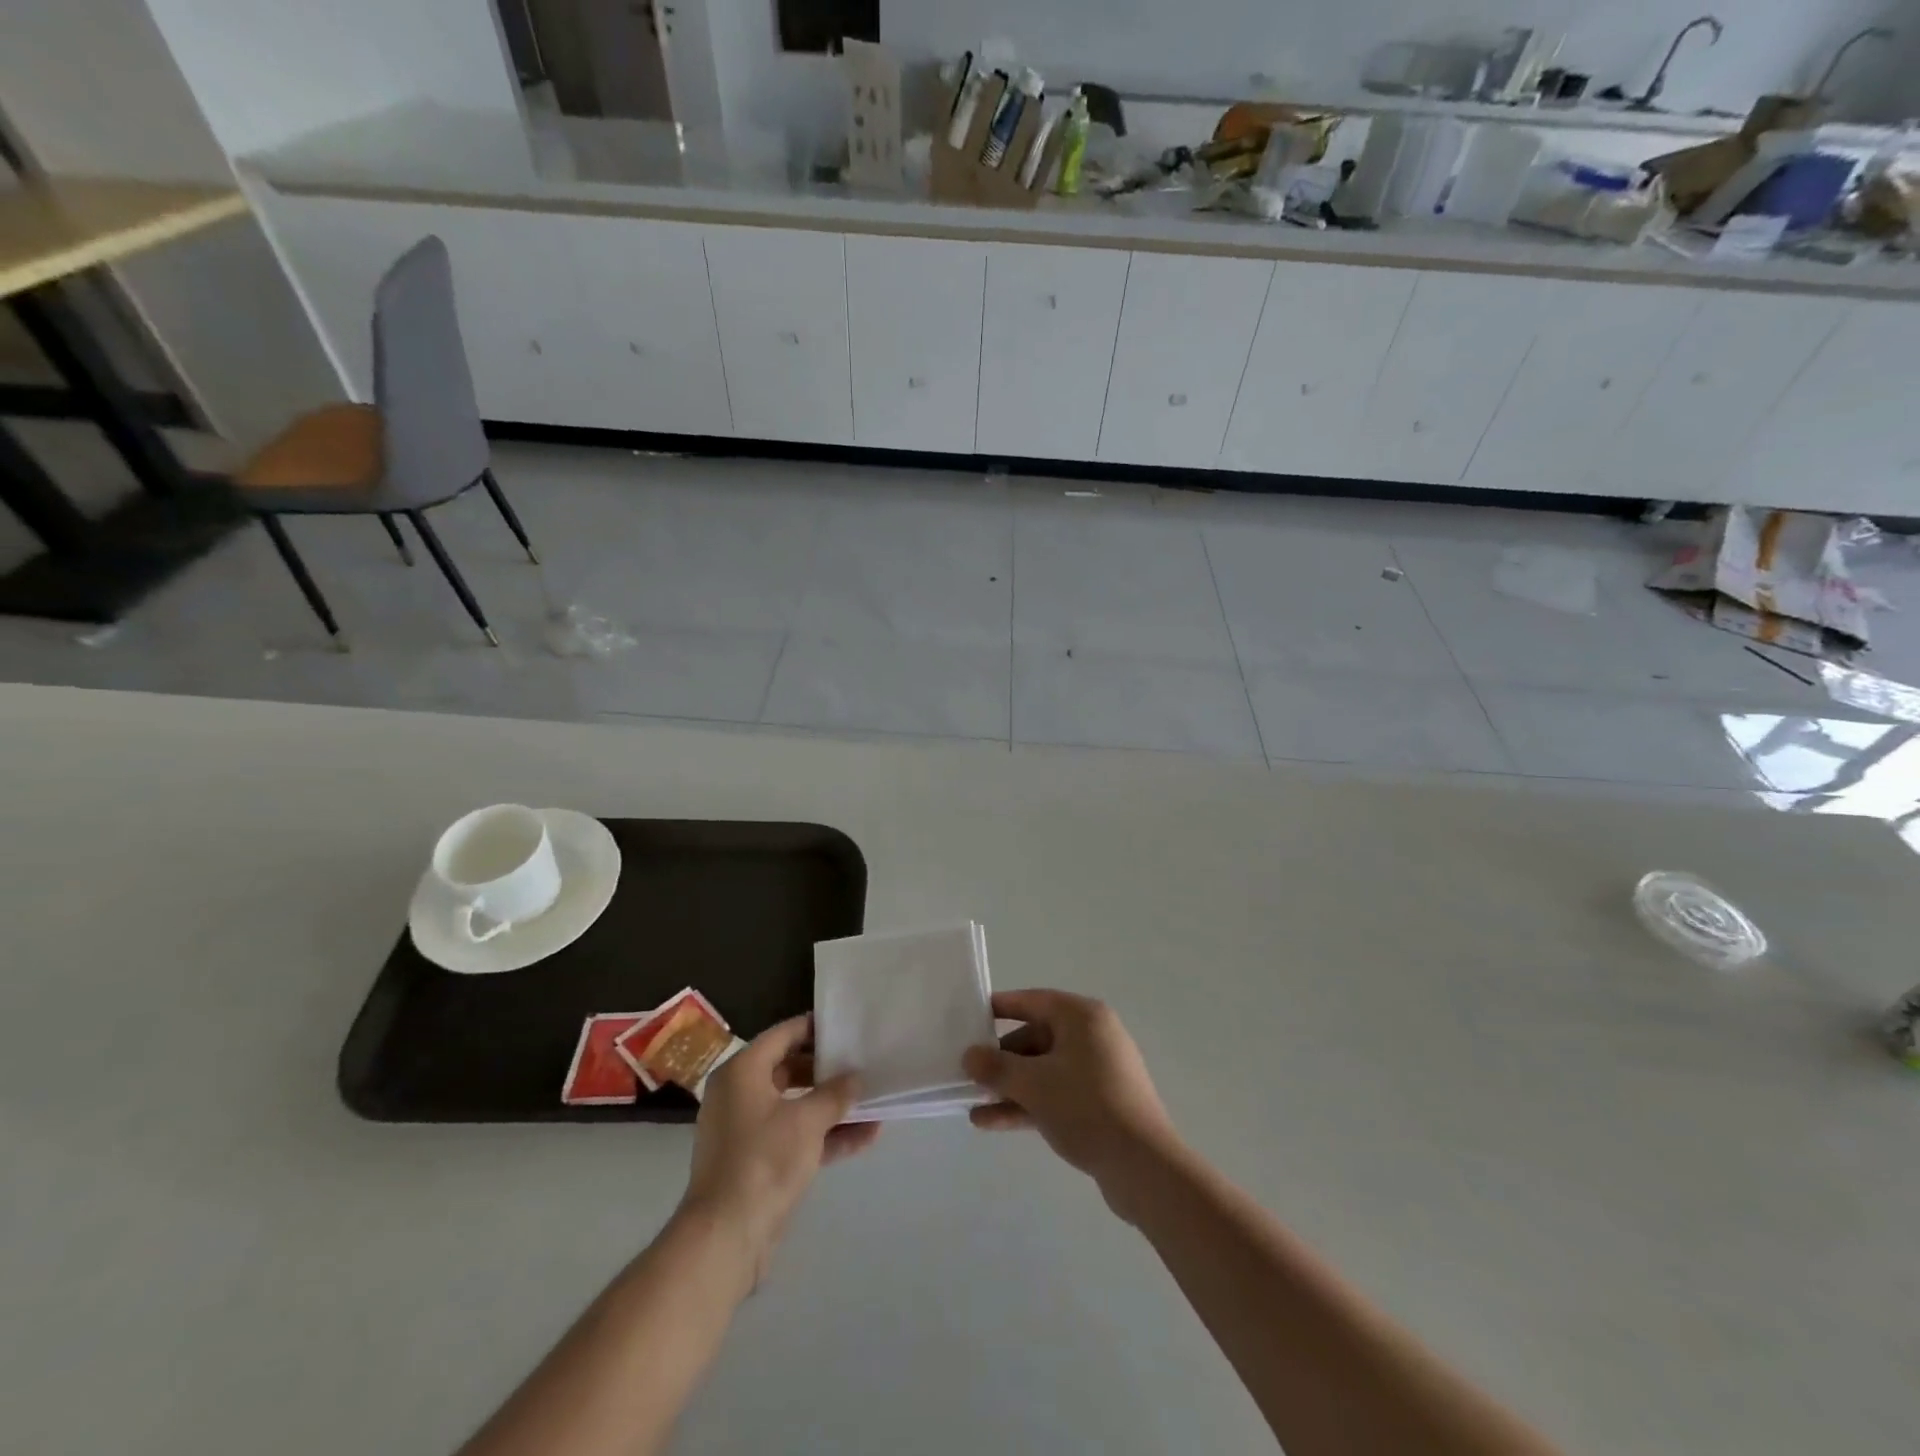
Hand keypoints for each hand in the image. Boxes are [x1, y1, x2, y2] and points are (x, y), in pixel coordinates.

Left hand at [680, 1015, 878, 1282]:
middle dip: (828, 1071)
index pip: (783, 1034)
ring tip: (873, 1102)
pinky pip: (795, 1136)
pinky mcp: (757, 1161)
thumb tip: (856, 1078)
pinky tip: (865, 1138)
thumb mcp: (807, 1121)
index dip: (815, 1027)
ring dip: (832, 1107)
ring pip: (796, 1106)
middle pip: (790, 1069)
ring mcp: (747, 1130)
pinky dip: (824, 1135)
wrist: (725, 1238)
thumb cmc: (763, 1161)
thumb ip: (835, 1094)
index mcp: (742, 1072)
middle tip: (863, 1063)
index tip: (847, 1026)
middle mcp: (740, 1094)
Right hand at [963, 990, 1177, 1207]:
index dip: (999, 1008)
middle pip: (1036, 1038)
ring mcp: (1098, 1071)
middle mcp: (1092, 1036)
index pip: (1032, 1001)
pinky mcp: (1100, 1104)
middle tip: (968, 1074)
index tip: (969, 1018)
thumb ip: (996, 1067)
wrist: (1143, 1167)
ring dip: (1009, 1087)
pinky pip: (1056, 1094)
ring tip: (972, 1105)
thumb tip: (970, 1056)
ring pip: (1044, 1070)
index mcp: (1082, 1017)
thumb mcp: (1033, 1084)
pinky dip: (1028, 1104)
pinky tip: (992, 1123)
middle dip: (1001, 1060)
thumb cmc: (1085, 1106)